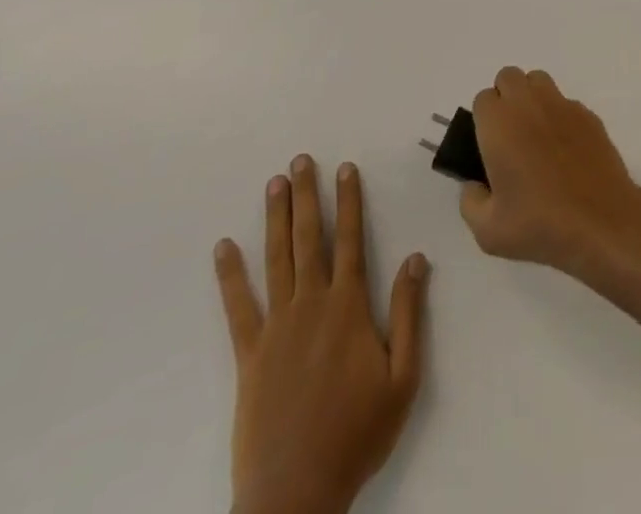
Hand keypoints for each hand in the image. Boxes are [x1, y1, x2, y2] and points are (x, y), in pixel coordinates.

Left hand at [215, 157, 429, 513]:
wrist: (296, 495)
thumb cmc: (357, 434)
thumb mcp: (403, 377)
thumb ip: (410, 313)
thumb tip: (416, 258)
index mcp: (350, 307)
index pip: (351, 240)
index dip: (350, 201)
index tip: (346, 168)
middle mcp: (312, 306)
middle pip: (310, 239)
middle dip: (307, 197)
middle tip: (301, 161)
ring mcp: (276, 328)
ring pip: (276, 261)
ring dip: (275, 220)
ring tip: (273, 185)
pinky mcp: (249, 356)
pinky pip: (238, 308)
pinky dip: (230, 276)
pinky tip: (224, 248)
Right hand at [459, 67, 640, 276]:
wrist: (601, 222)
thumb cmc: (540, 224)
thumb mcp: (488, 230)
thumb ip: (470, 202)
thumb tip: (474, 185)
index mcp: (499, 124)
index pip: (482, 99)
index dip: (483, 121)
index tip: (489, 147)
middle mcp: (529, 104)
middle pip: (508, 77)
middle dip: (504, 98)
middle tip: (508, 137)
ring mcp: (562, 105)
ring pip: (538, 81)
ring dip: (531, 98)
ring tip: (535, 135)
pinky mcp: (588, 114)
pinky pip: (565, 102)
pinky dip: (559, 116)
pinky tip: (564, 149)